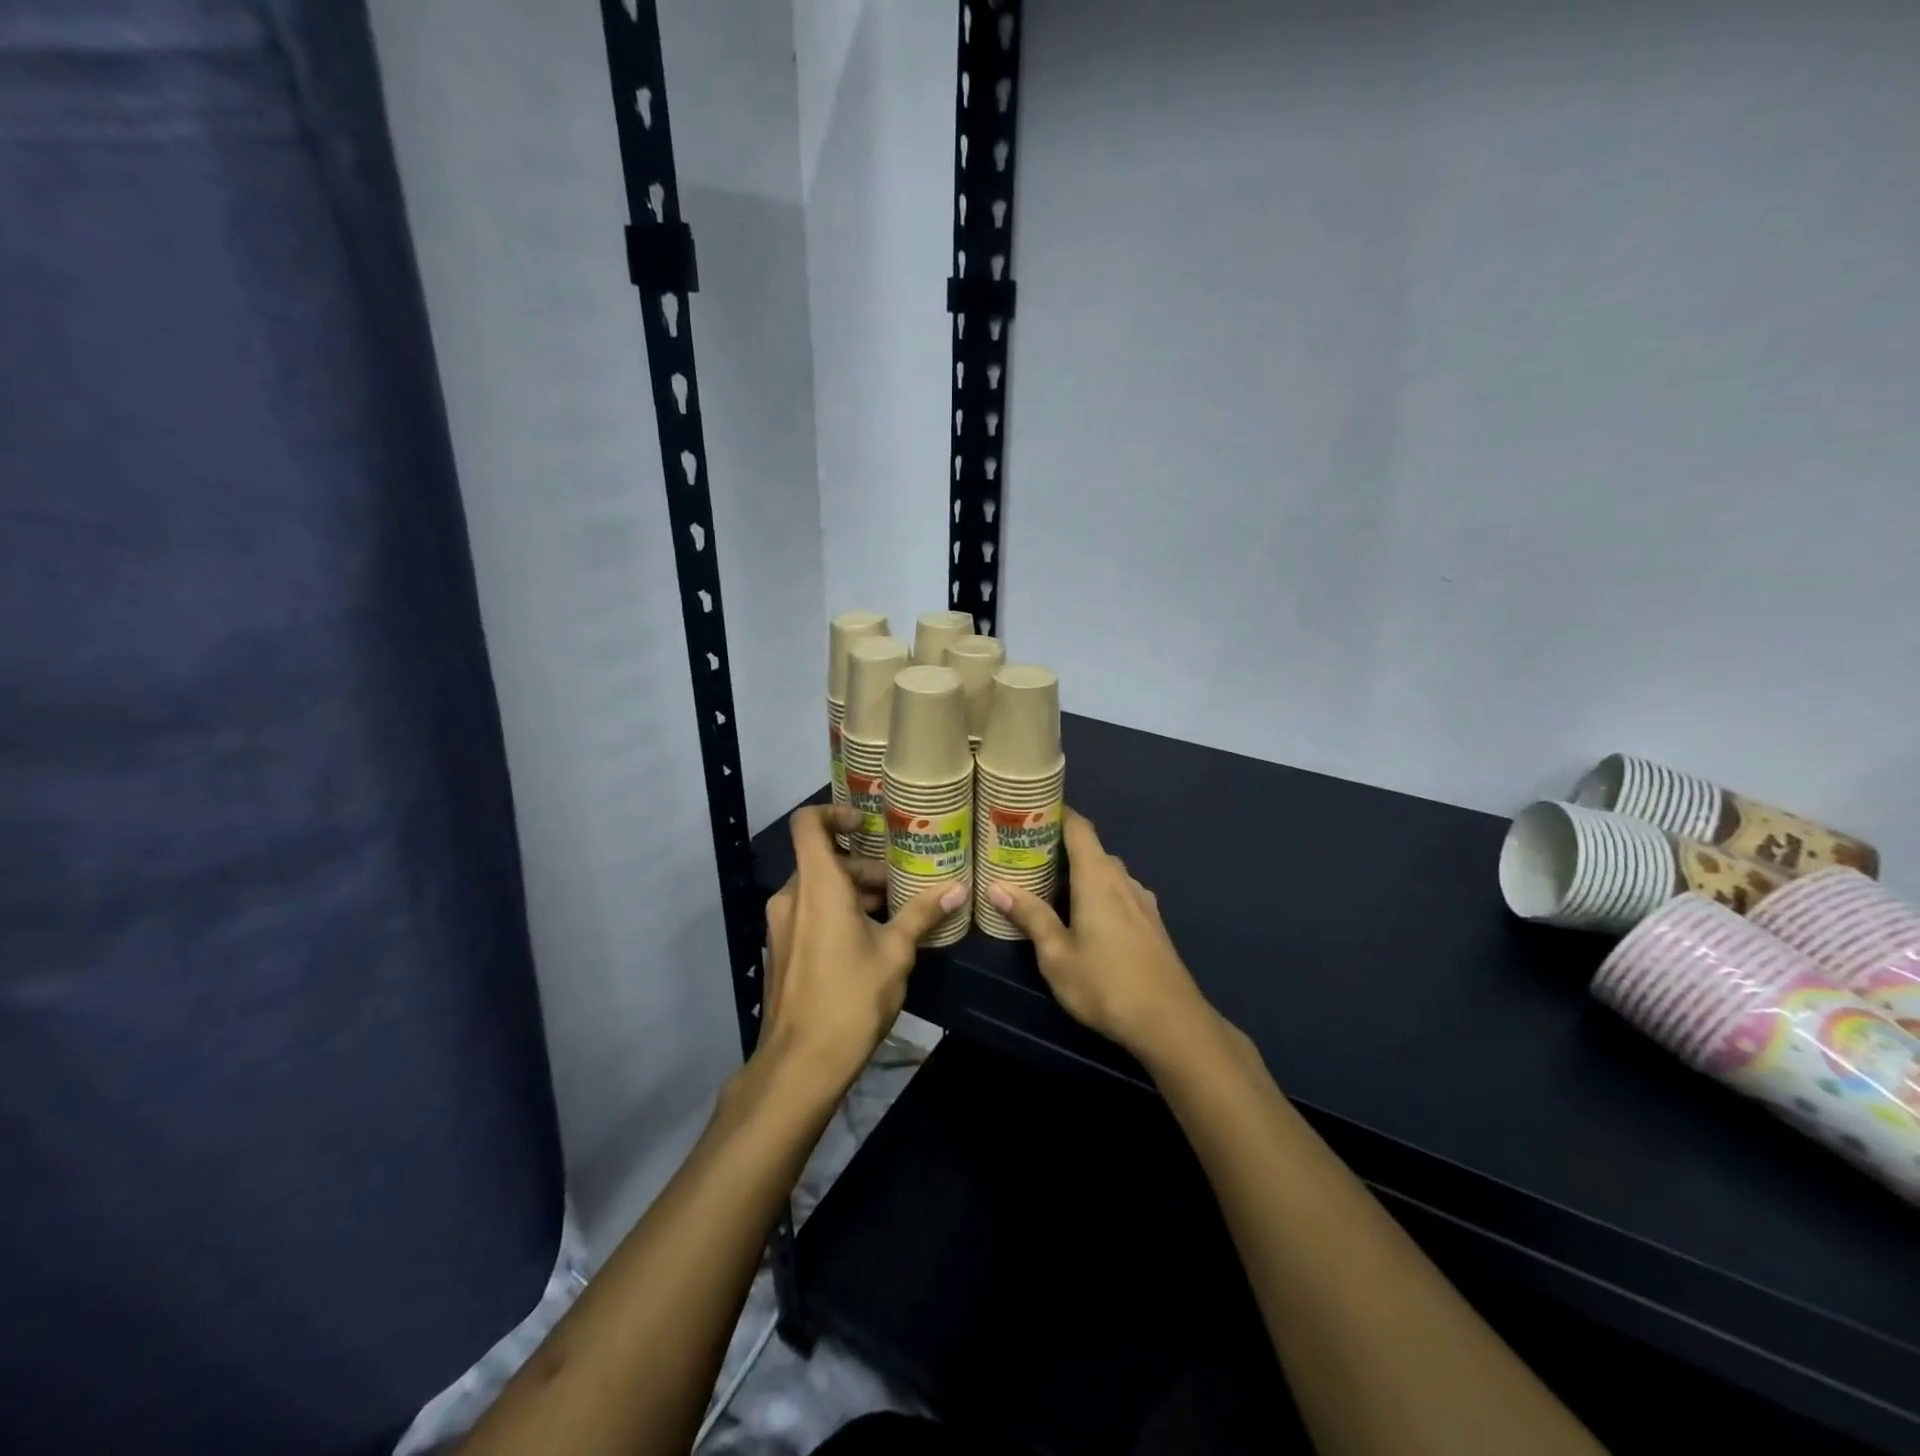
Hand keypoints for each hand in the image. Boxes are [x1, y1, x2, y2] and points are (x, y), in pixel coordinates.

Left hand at [760, 805, 963, 1086]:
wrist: (800, 1064)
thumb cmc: (851, 997)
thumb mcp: (896, 952)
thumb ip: (923, 914)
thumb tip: (958, 887)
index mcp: (816, 885)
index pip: (808, 824)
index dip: (835, 813)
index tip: (868, 825)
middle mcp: (792, 897)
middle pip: (825, 861)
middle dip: (866, 868)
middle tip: (905, 886)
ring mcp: (782, 925)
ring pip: (820, 890)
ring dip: (856, 894)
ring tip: (898, 914)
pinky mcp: (783, 950)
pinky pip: (811, 914)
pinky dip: (839, 914)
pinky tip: (873, 941)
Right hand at [985, 810, 1215, 1062]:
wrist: (1170, 1023)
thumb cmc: (1105, 984)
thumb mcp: (1056, 955)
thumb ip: (1030, 916)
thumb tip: (996, 886)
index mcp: (1098, 877)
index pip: (1079, 827)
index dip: (1056, 813)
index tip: (1029, 811)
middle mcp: (1123, 880)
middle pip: (1090, 849)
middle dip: (1059, 848)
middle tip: (1025, 857)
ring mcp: (1142, 901)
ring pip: (1106, 873)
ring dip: (1079, 874)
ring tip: (1048, 888)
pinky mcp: (1151, 923)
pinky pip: (1119, 893)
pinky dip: (1097, 893)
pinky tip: (1082, 919)